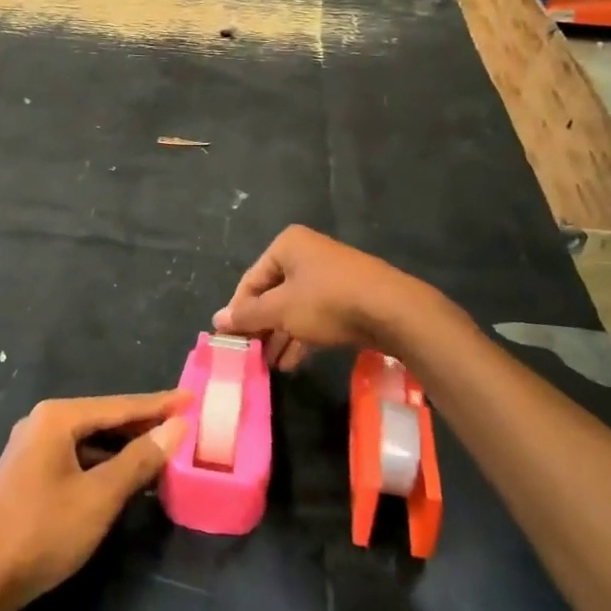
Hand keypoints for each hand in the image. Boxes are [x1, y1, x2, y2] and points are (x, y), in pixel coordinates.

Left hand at [0, 390, 189, 610]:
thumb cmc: (41, 532)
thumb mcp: (99, 497)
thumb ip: (139, 460)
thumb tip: (175, 427)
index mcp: (57, 417)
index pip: (120, 405)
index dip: (159, 404)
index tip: (192, 398)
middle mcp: (42, 423)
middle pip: (104, 419)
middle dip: (143, 426)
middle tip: (183, 428)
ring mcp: (30, 449)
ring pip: (89, 441)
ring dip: (123, 449)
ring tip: (162, 456)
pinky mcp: (26, 474)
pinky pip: (75, 458)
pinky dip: (102, 466)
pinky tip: (123, 481)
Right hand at [213, 225, 432, 370]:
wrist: (393, 311)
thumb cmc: (328, 302)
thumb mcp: (281, 310)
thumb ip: (248, 316)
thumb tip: (217, 320)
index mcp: (287, 245)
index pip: (251, 280)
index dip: (239, 311)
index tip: (232, 340)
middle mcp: (307, 253)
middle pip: (273, 293)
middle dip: (262, 326)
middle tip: (252, 355)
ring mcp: (330, 274)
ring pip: (295, 306)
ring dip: (281, 335)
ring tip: (270, 364)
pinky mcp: (348, 295)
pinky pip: (315, 314)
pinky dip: (302, 335)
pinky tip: (292, 362)